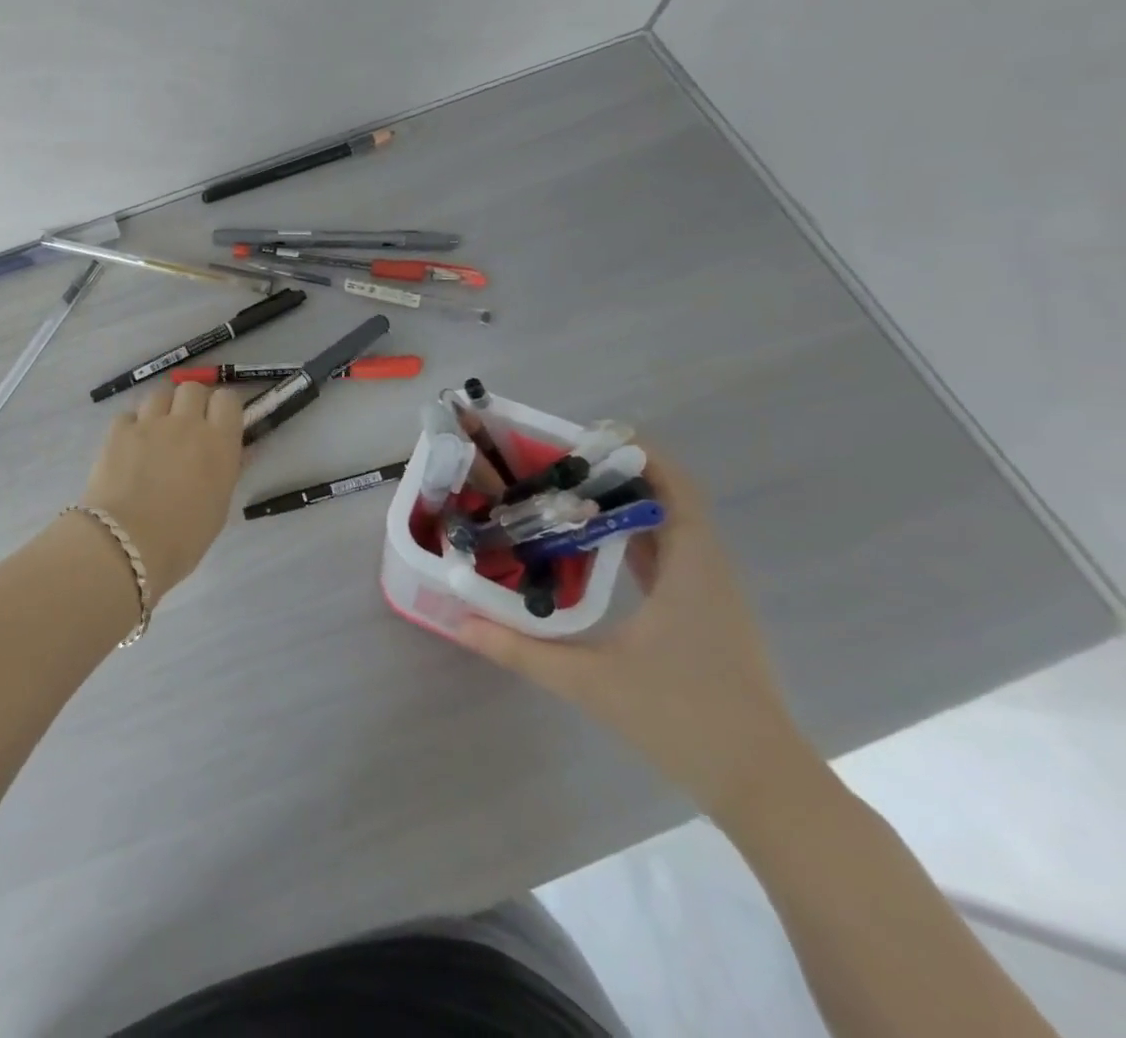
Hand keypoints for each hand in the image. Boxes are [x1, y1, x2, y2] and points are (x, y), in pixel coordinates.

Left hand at [82, 382, 244, 596]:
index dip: (222, 409)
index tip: (217, 424)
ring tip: (155, 434)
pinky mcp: (117, 431)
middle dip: (191, 403)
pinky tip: (129, 447)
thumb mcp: (218, 507)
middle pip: (192, 388)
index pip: (228, 399)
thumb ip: (226, 471)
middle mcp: (186, 423)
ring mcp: (149, 423)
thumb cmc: (182, 538)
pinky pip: (129, 414)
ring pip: (159, 394)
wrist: (126, 544)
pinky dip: (131, 426)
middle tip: (186, 428)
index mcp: (219, 443)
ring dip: (161, 409)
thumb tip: (233, 453)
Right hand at [455, 450, 815, 817]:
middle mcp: (709, 573)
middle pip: (671, 502)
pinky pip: (673, 560)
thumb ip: (521, 651)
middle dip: (620, 475)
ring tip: (569, 497)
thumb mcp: (591, 683)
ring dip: (629, 508)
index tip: (591, 438)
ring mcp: (713, 598)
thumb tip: (460, 624)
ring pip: (673, 532)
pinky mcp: (708, 620)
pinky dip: (638, 541)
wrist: (764, 787)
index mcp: (693, 571)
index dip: (642, 455)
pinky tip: (597, 551)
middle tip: (560, 466)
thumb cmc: (685, 719)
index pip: (678, 489)